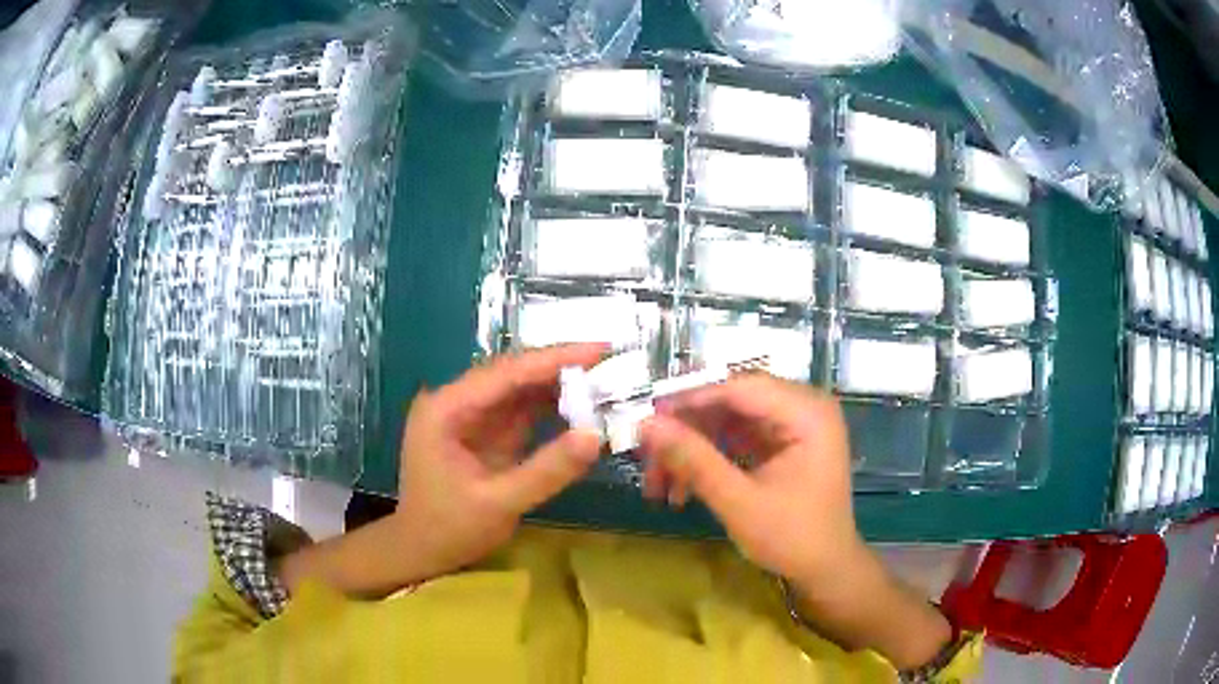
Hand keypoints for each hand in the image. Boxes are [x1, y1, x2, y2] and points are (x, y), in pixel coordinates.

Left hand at [392, 344, 605, 578]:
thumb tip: (596, 436)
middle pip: (514, 374)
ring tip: (605, 379)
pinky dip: (551, 408)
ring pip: (520, 389)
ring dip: (560, 385)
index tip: (601, 348)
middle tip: (611, 361)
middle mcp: (455, 402)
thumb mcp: (499, 504)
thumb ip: (547, 471)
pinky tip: (583, 406)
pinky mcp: (483, 432)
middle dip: (561, 368)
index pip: (507, 372)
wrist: (420, 553)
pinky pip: (521, 412)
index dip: (555, 359)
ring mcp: (469, 416)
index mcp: (446, 409)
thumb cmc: (449, 529)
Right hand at [639, 375, 952, 667]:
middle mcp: (803, 407)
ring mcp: (793, 425)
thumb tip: (646, 425)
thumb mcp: (739, 502)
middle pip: (731, 402)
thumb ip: (694, 460)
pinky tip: (681, 488)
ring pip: (728, 421)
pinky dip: (709, 459)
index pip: (739, 388)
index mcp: (807, 412)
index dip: (689, 400)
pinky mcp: (783, 443)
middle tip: (646, 456)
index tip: (646, 419)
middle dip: (687, 431)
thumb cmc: (792, 538)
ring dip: (692, 449)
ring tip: (658, 484)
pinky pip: (737, 439)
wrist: (825, 569)